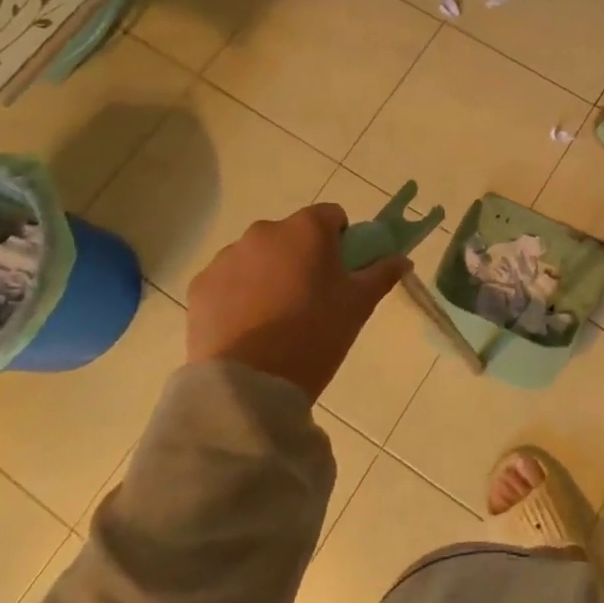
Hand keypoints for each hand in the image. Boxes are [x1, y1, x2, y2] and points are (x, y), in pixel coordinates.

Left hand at [184, 204, 408, 399]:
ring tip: (275, 318)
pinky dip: (238, 294)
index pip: (332, 216)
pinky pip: (229, 280)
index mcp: (307, 229)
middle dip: (302, 257)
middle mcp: (265, 231)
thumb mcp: (359, 305)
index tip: (340, 272)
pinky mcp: (201, 285)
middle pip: (292, 235)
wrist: (250, 385)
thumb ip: (382, 273)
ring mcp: (228, 257)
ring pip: (258, 256)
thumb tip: (402, 259)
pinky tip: (247, 327)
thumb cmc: (315, 335)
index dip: (341, 240)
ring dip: (269, 273)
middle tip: (310, 299)